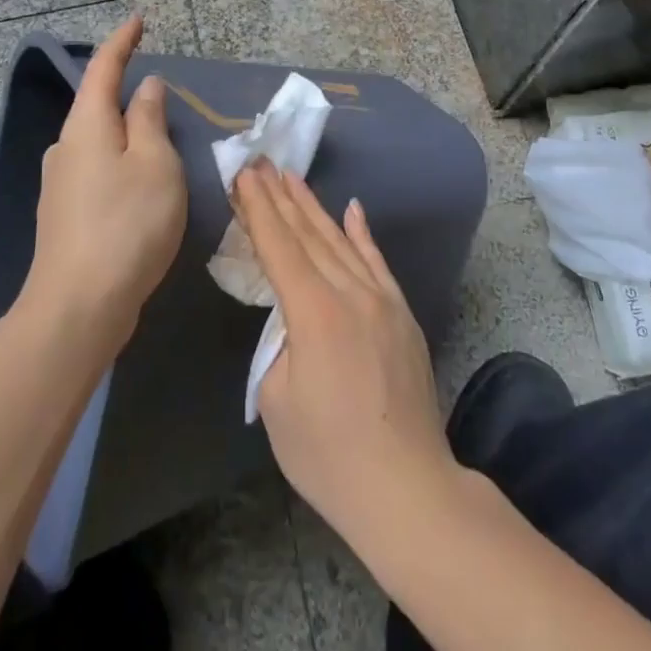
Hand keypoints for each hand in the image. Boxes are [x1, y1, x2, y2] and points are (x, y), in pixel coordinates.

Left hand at [22, 16, 185, 354]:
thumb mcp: (155, 165)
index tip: (138, 21)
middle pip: (99, 106)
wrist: (79, 305)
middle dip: (128, 94)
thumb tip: (146, 87)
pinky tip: (141, 191)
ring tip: (163, 151)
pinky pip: (98, 172)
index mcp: (88, 126)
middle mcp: (67, 147)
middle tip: (166, 98)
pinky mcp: (65, 215)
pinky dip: (122, 166)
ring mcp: (61, 183)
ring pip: (100, 143)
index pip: (104, 68)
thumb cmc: (127, 224)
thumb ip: (151, 120)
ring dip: (128, 136)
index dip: (122, 42)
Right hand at [233, 161, 458, 542]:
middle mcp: (351, 293)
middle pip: (309, 235)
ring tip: (293, 178)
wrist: (405, 487)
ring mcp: (383, 301)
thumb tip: (293, 319)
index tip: (245, 175)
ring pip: (342, 242)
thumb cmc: (328, 454)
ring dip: (314, 208)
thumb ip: (279, 343)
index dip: (258, 208)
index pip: (279, 246)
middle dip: (281, 197)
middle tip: (262, 163)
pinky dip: (362, 234)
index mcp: (315, 312)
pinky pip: (378, 263)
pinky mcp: (403, 316)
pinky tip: (352, 209)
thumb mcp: (277, 400)